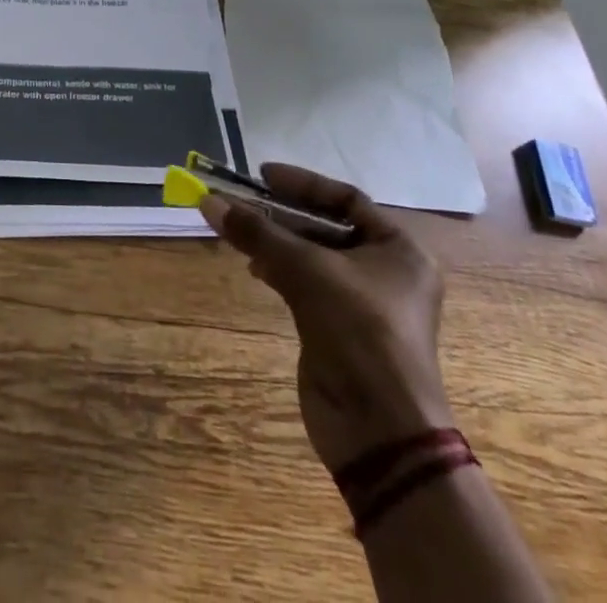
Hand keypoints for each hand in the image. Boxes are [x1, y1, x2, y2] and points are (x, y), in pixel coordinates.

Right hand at [203, 165, 454, 473]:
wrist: (381, 430)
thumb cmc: (358, 331)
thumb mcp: (306, 270)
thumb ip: (257, 232)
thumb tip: (207, 200)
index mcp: (399, 250)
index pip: (346, 198)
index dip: (302, 183)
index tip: (261, 175)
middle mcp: (387, 272)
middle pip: (326, 226)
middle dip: (281, 214)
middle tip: (240, 202)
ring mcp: (364, 304)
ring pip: (312, 256)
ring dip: (276, 242)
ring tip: (239, 232)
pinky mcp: (341, 329)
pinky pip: (307, 284)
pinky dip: (280, 271)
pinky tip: (254, 268)